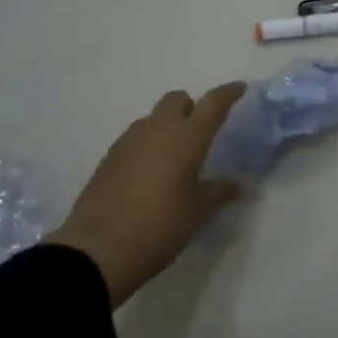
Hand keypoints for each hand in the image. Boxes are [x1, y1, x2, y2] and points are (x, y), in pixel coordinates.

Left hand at [48, 83, 246, 306]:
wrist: (98, 249)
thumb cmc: (161, 225)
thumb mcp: (198, 211)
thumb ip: (219, 191)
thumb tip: (237, 185)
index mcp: (188, 136)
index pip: (213, 103)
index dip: (229, 93)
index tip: (240, 88)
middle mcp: (158, 129)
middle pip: (177, 100)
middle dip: (191, 107)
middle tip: (201, 131)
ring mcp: (129, 140)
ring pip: (153, 118)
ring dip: (167, 126)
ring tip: (175, 156)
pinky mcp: (109, 157)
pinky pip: (136, 138)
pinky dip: (148, 144)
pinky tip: (150, 172)